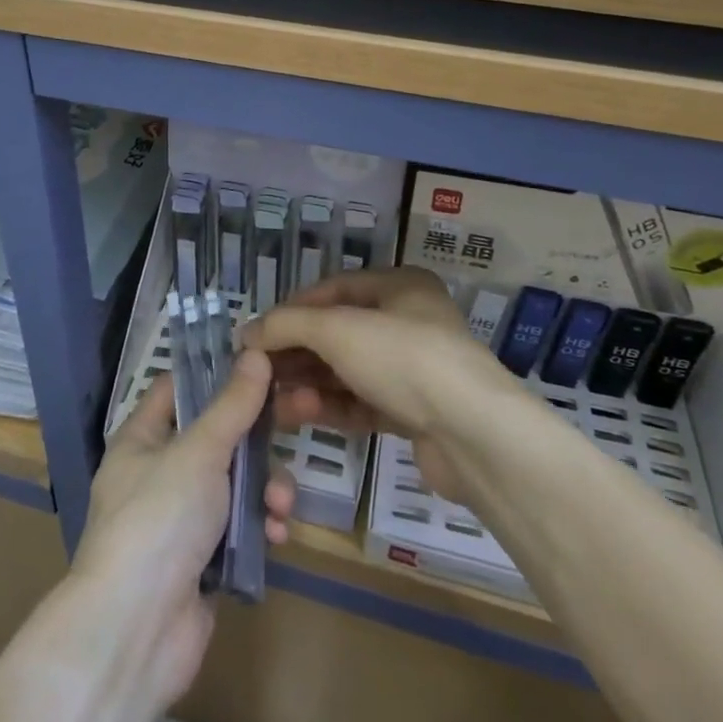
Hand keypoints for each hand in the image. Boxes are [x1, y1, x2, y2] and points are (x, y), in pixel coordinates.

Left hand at [70, 352, 301, 712]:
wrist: (136, 632)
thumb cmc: (160, 519)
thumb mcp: (199, 451)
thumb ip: (232, 405)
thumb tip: (255, 352)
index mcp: (143, 438)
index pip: (180, 387)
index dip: (217, 373)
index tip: (262, 363)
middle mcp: (159, 472)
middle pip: (218, 436)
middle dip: (260, 437)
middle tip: (305, 415)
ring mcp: (181, 518)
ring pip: (235, 483)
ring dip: (266, 489)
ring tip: (282, 506)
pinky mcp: (203, 559)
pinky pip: (240, 527)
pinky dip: (260, 527)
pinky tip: (277, 536)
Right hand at [242, 267, 509, 503]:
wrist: (474, 435)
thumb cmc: (403, 359)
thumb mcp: (337, 330)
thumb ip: (288, 326)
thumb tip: (247, 333)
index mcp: (400, 286)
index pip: (334, 288)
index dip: (293, 308)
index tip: (258, 334)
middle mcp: (409, 321)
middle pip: (339, 332)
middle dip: (298, 353)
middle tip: (261, 373)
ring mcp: (415, 369)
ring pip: (350, 371)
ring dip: (311, 383)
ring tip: (275, 402)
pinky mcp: (417, 413)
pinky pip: (364, 402)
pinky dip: (333, 407)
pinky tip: (302, 415)